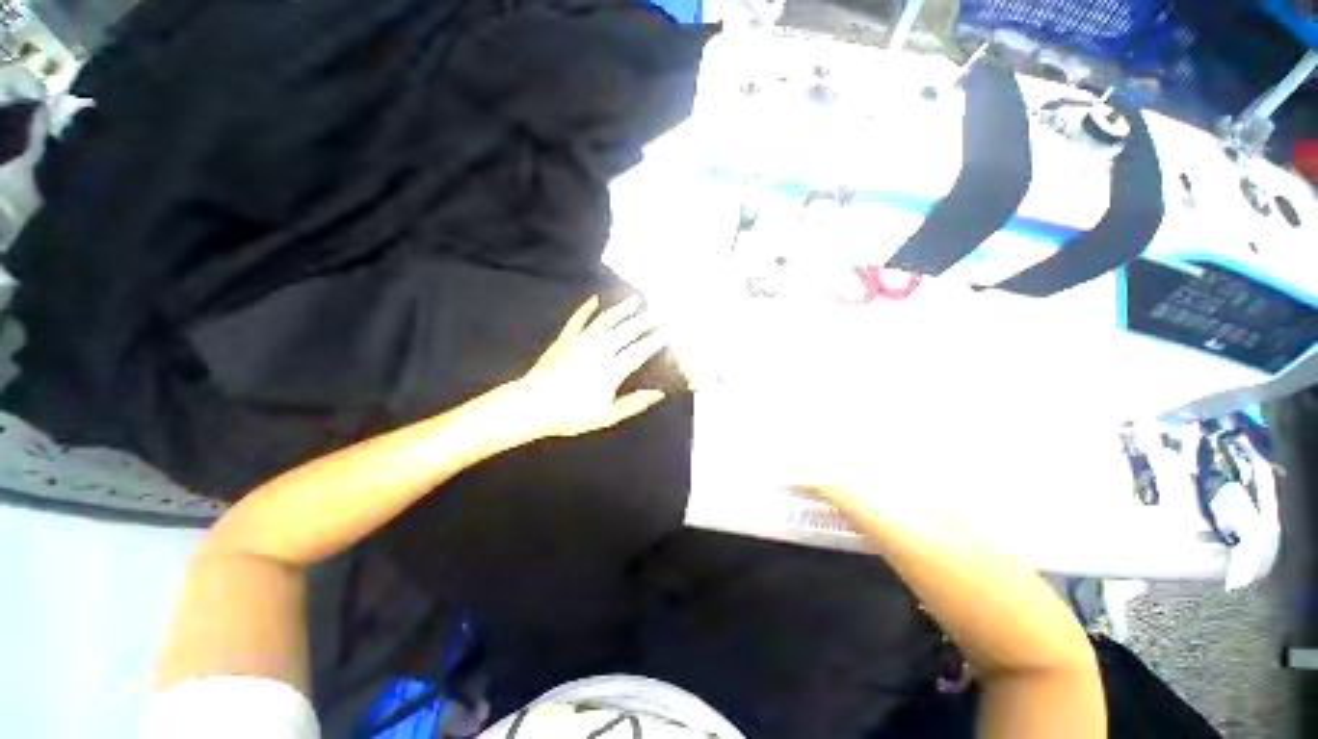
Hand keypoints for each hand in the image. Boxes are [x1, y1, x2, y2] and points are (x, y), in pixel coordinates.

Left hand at [513, 295, 667, 437]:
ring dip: (622, 309)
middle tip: (658, 310)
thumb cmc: (572, 414)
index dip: (656, 340)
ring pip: (606, 320)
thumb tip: (659, 394)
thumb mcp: (607, 416)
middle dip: (645, 320)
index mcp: (613, 369)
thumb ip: (634, 404)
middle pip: (627, 331)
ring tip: (635, 299)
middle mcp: (601, 349)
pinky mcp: (565, 339)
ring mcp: (581, 341)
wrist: (533, 405)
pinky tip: (594, 299)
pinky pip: (578, 320)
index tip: (668, 330)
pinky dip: (586, 308)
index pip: (640, 350)